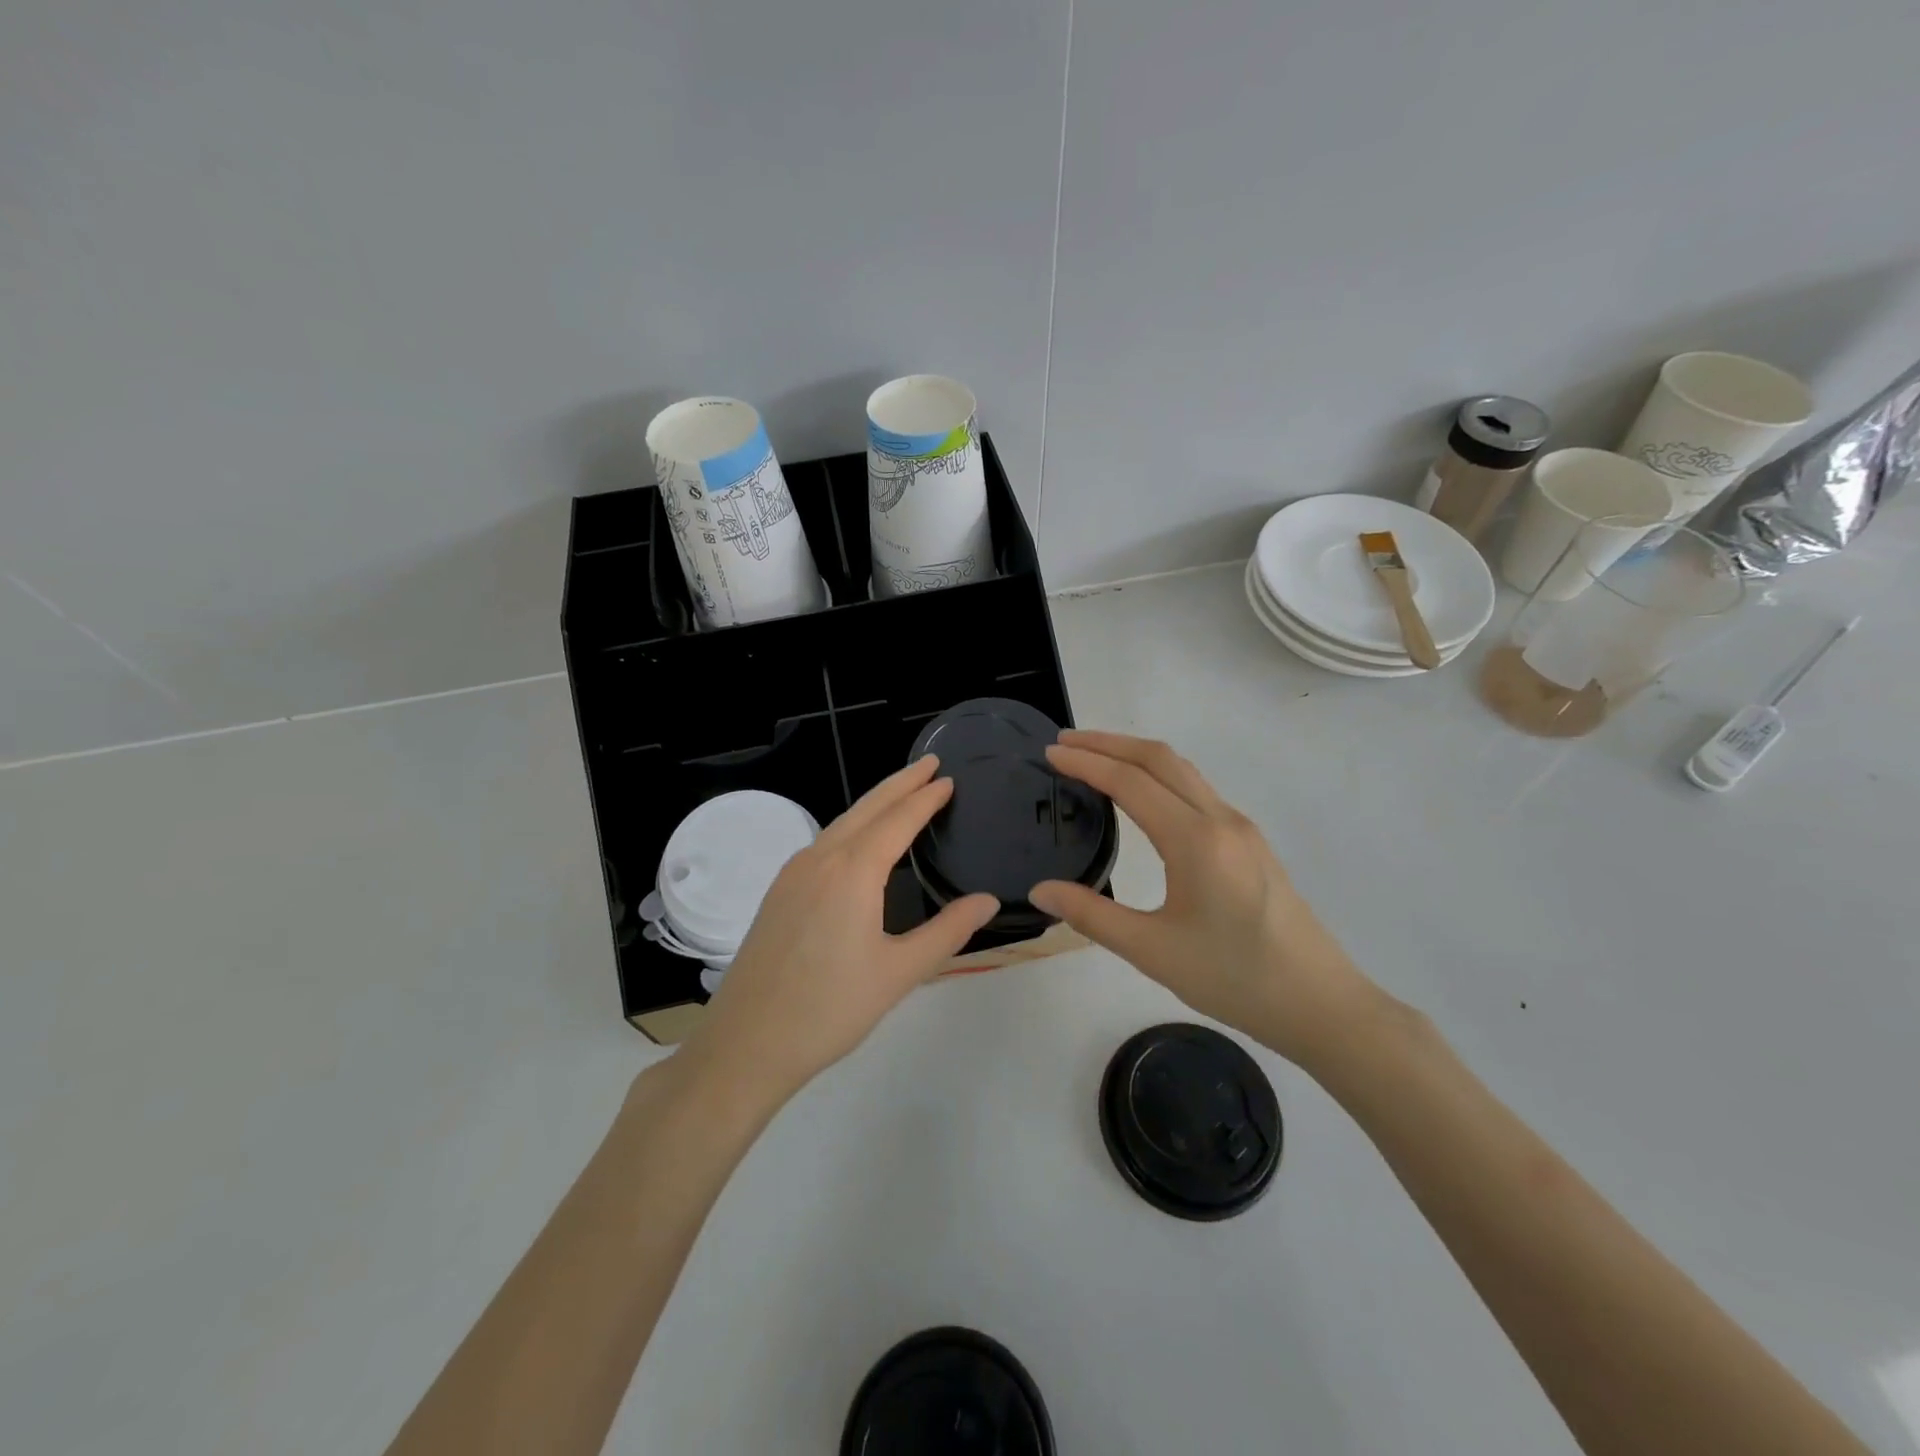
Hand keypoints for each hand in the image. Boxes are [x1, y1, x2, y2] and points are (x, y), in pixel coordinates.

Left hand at [688, 756, 999, 1102]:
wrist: (747, 1042)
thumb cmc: (831, 1008)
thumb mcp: (900, 972)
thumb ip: (948, 932)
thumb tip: (987, 900)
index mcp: (853, 871)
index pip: (898, 820)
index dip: (925, 798)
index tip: (947, 779)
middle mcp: (821, 859)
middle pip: (867, 808)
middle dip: (899, 783)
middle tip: (929, 764)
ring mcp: (794, 873)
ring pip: (841, 823)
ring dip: (874, 803)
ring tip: (901, 794)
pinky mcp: (779, 891)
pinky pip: (823, 842)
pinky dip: (851, 827)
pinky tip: (859, 841)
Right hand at [1029, 730, 1378, 1070]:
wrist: (1319, 1004)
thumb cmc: (1233, 978)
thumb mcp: (1152, 951)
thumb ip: (1092, 915)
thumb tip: (1040, 890)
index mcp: (1195, 839)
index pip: (1130, 781)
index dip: (1086, 762)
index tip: (1050, 752)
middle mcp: (1221, 819)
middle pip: (1159, 759)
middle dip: (1109, 743)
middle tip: (1065, 742)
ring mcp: (1240, 828)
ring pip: (1182, 770)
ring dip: (1136, 755)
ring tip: (1096, 758)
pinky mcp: (1250, 842)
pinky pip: (1197, 789)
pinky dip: (1159, 776)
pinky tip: (1142, 796)